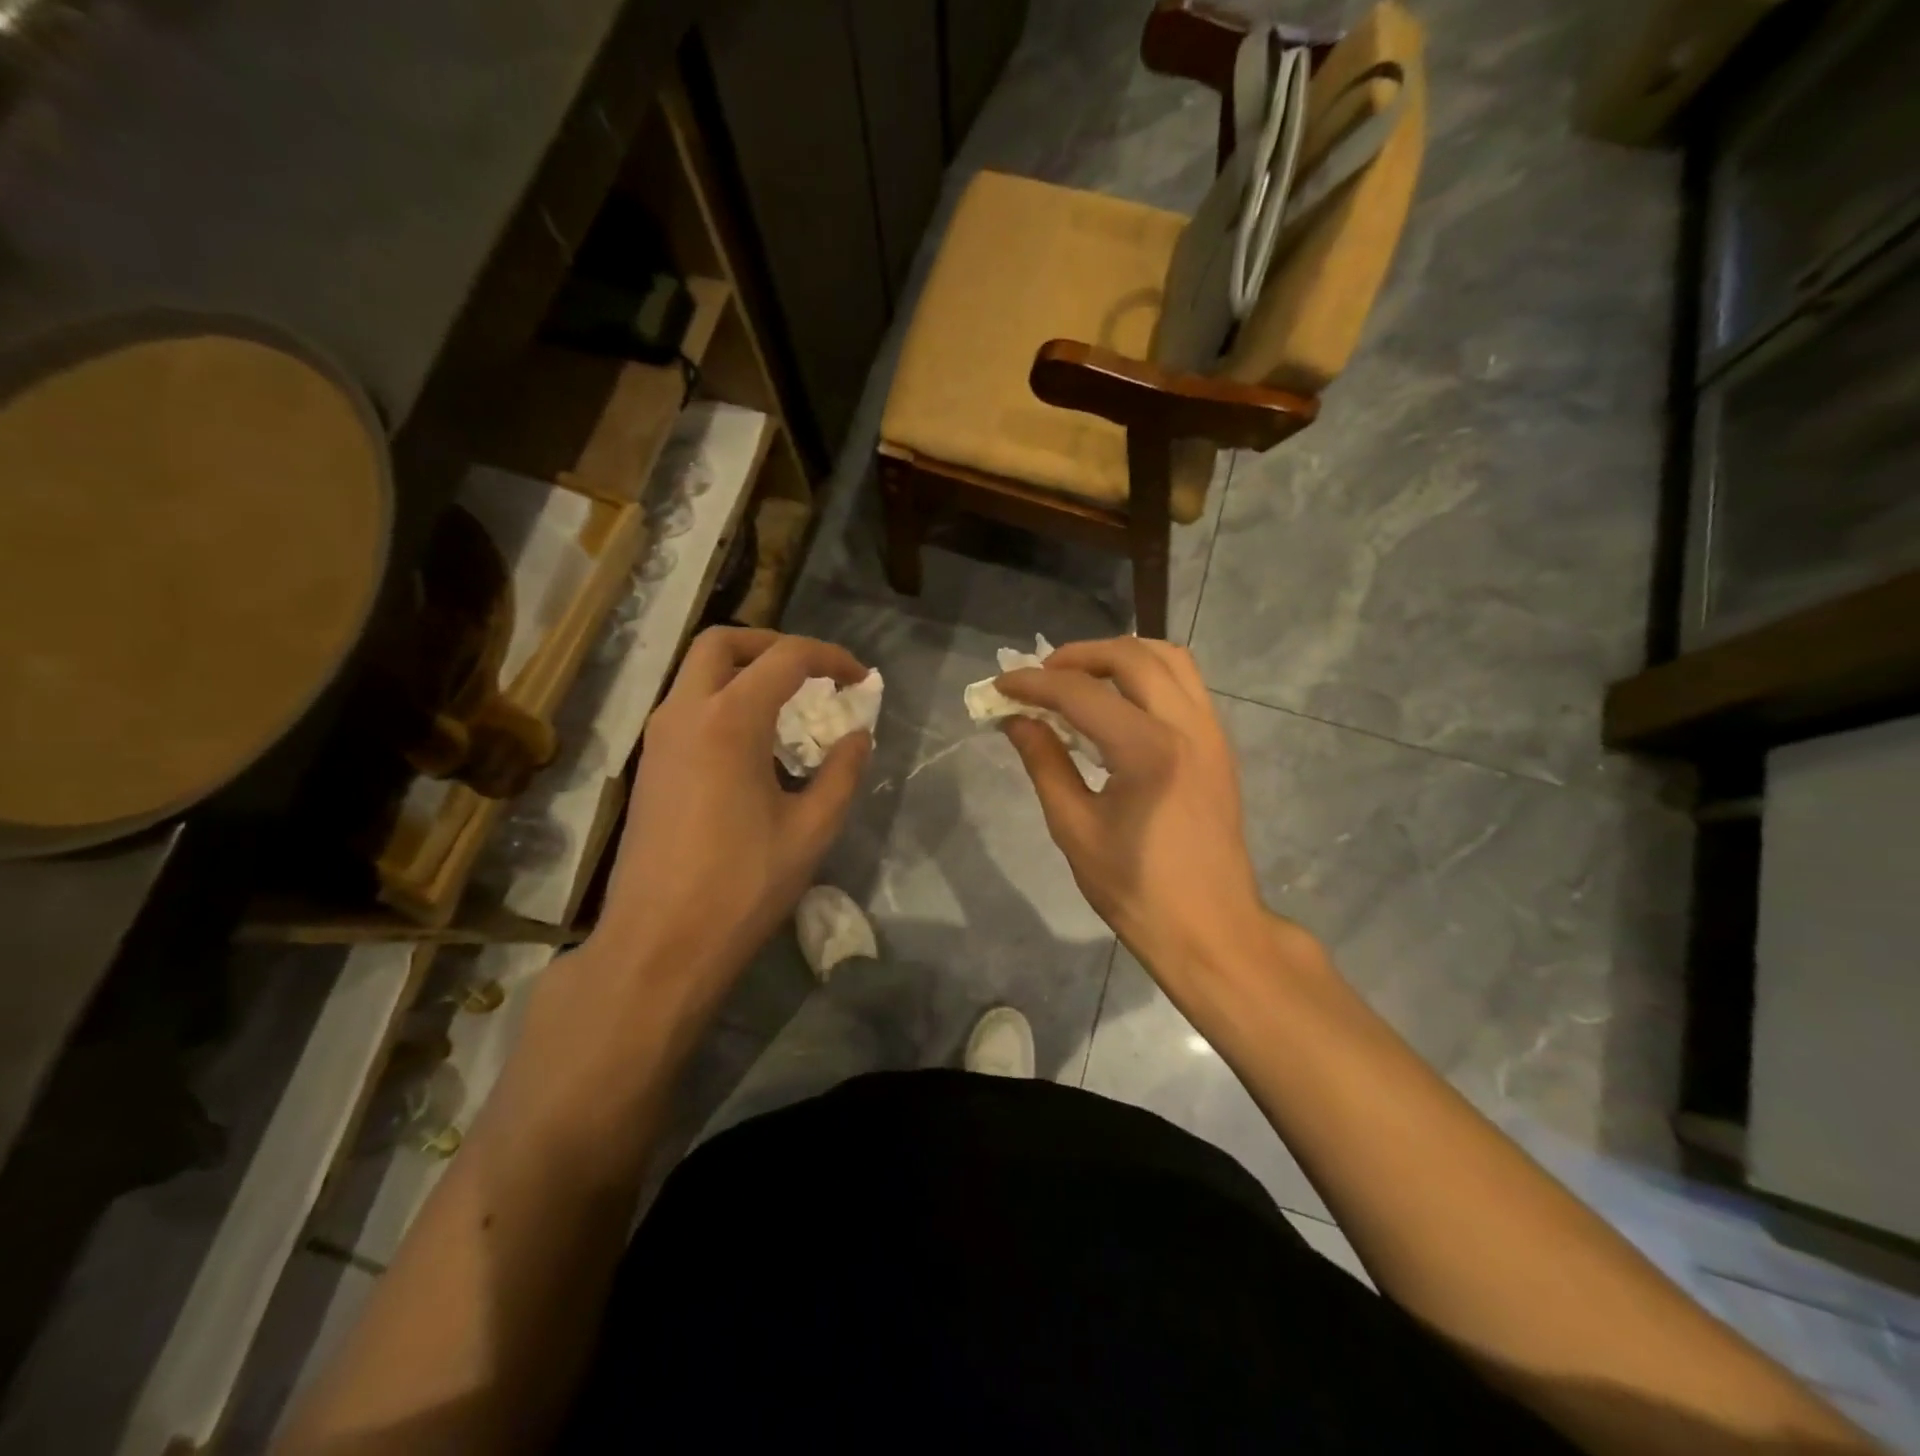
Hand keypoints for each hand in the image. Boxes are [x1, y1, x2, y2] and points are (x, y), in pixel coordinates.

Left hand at [590, 627, 871, 1005]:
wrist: (659, 944)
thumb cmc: (742, 886)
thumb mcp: (811, 830)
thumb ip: (842, 773)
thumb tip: (858, 737)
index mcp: (728, 721)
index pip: (785, 658)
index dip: (831, 658)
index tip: (860, 679)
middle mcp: (684, 714)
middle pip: (723, 643)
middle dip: (773, 645)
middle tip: (812, 673)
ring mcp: (658, 739)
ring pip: (697, 673)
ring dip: (744, 672)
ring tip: (789, 707)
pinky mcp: (650, 766)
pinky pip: (687, 707)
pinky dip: (724, 701)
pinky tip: (755, 745)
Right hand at [998, 638, 1296, 987]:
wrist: (1211, 930)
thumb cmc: (1136, 890)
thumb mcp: (1075, 829)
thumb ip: (1045, 763)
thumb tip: (1016, 720)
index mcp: (1148, 751)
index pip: (1081, 693)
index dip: (1033, 684)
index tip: (1000, 685)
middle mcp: (1187, 726)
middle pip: (1131, 655)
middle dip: (1078, 656)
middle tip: (1041, 677)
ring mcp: (1212, 732)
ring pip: (1169, 658)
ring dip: (1120, 656)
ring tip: (1080, 680)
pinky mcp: (1220, 745)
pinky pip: (1185, 684)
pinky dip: (1148, 675)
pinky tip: (1119, 704)